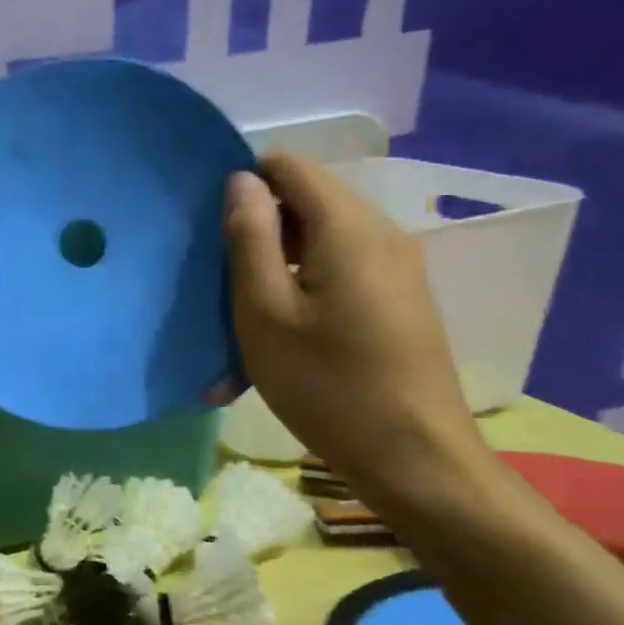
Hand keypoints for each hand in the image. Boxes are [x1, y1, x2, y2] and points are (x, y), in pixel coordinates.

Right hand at [219, 152, 484, 502]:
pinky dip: (302, 289)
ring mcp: (396, 268)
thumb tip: (241, 179)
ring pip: (321, 240)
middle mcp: (381, 233)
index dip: (245, 181)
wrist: (414, 457)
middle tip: (218, 278)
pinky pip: (340, 271)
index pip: (291, 167)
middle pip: (307, 202)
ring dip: (276, 266)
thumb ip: (250, 238)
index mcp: (348, 227)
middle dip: (258, 228)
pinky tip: (279, 336)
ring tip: (240, 315)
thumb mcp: (265, 311)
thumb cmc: (326, 384)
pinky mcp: (399, 299)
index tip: (210, 225)